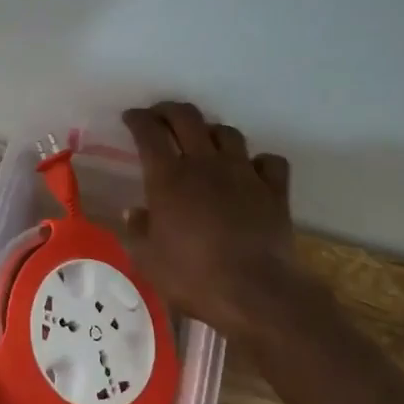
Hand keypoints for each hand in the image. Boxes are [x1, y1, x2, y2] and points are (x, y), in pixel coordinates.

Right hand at [121, 101, 300, 341]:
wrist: (255, 292)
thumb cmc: (192, 278)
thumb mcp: (148, 260)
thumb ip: (138, 230)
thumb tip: (135, 212)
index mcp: (169, 179)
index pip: (150, 133)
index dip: (138, 120)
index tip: (130, 118)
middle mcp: (206, 165)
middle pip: (188, 118)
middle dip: (169, 110)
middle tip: (159, 116)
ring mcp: (244, 173)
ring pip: (227, 133)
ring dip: (210, 131)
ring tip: (203, 142)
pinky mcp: (274, 190)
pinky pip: (268, 161)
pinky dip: (256, 161)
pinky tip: (249, 171)